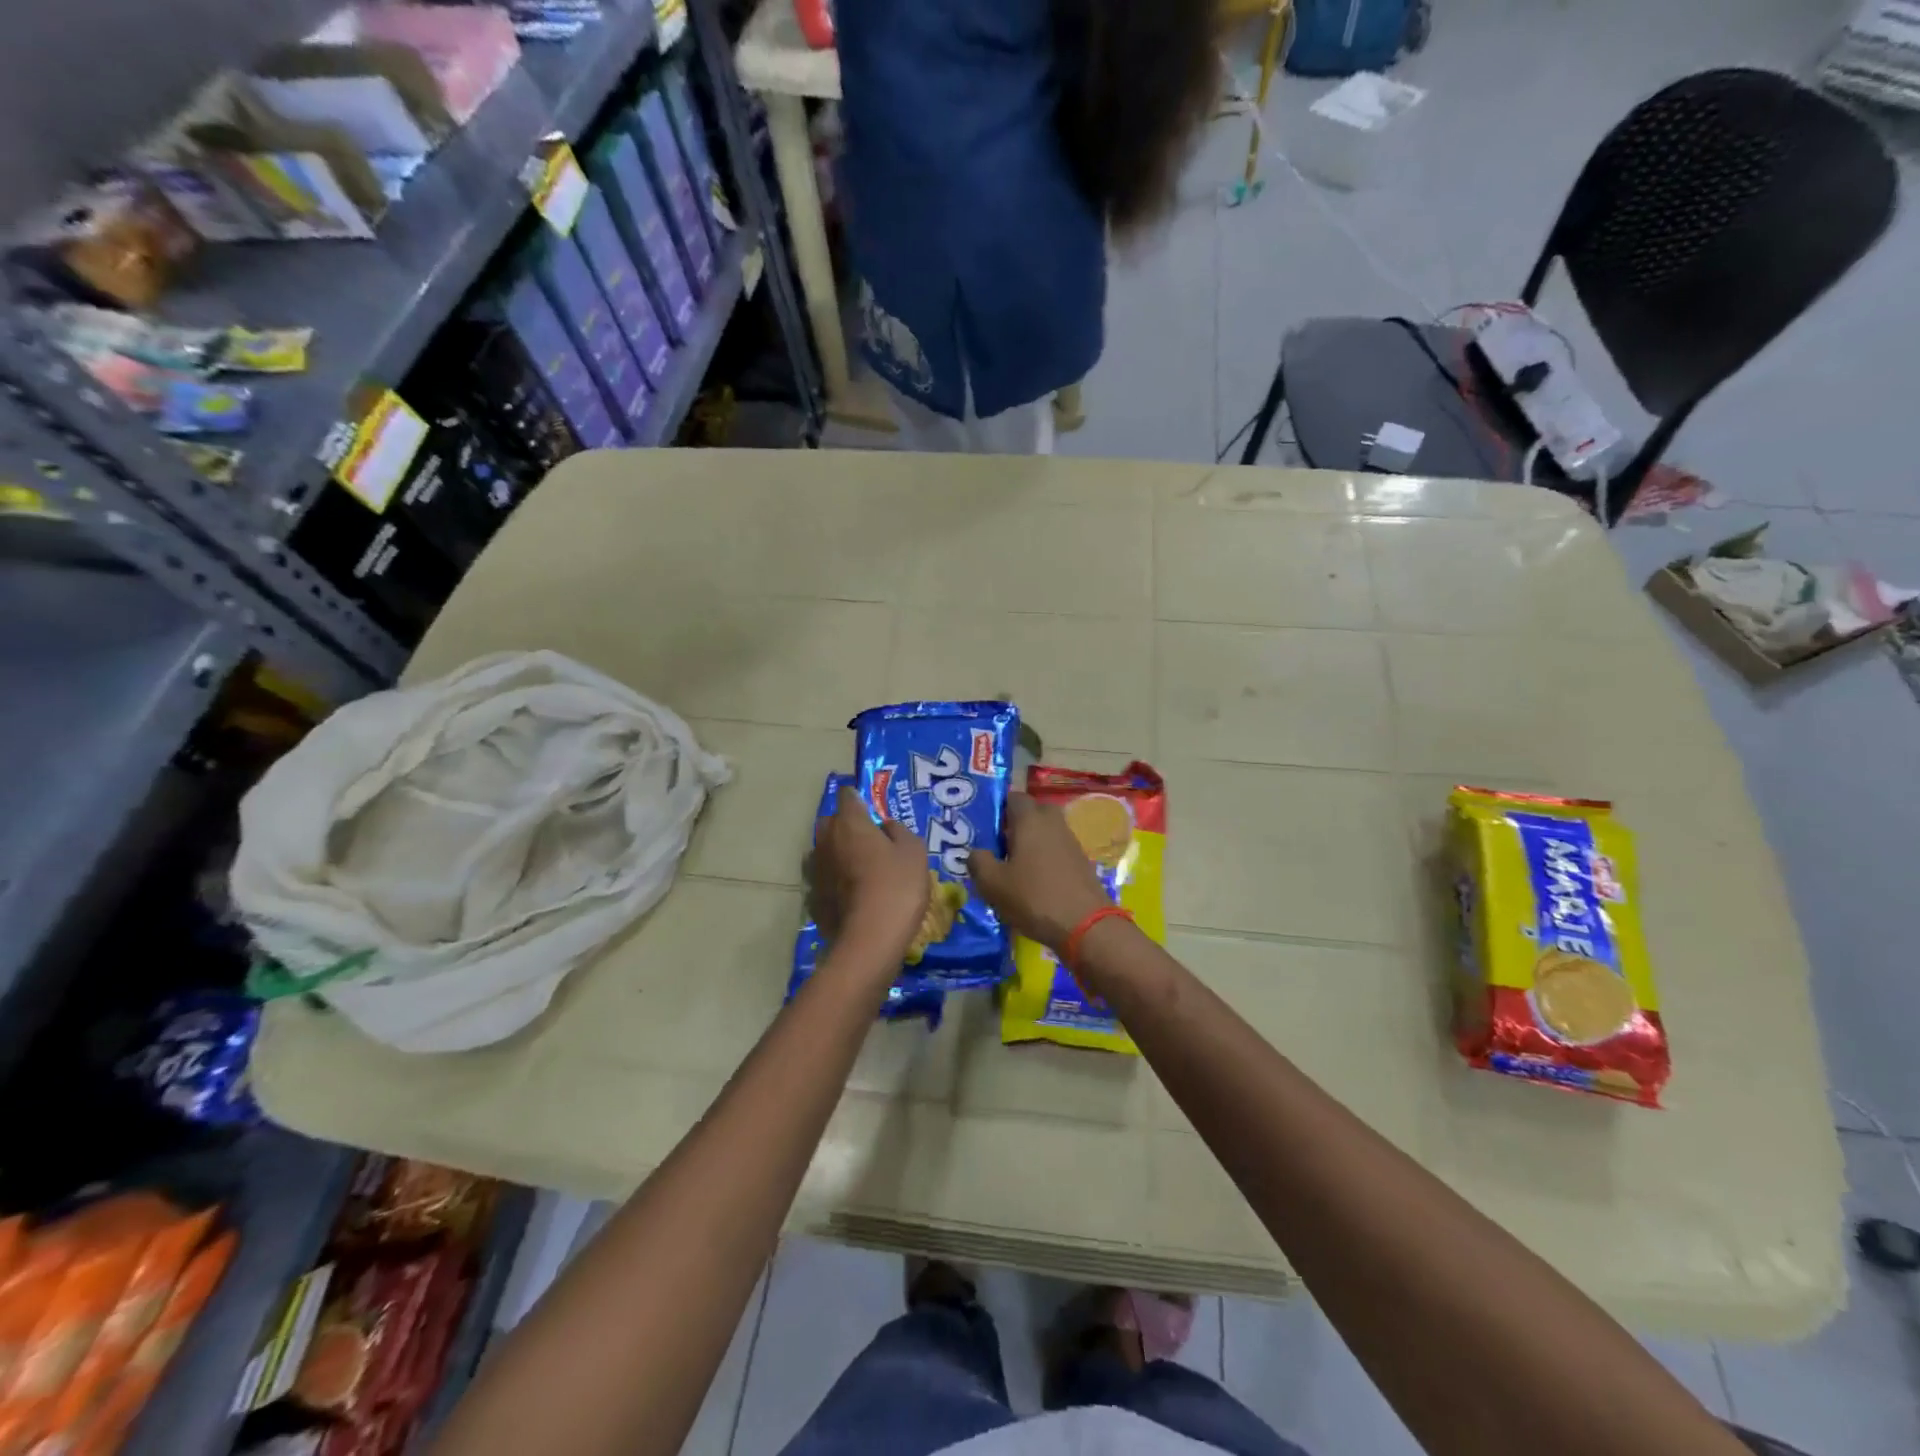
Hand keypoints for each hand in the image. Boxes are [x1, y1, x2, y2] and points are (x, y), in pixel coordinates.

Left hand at [810, 787, 930, 959]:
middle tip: (870, 838)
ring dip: (838, 852)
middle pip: (832, 821)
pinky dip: (835, 879)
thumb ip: (899, 831)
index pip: (848, 795)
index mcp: (850, 823)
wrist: (870, 939)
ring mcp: (816, 869)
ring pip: (825, 850)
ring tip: (860, 867)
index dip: (860, 797)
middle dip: (846, 824)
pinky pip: (825, 877)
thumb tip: (886, 826)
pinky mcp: (813, 896)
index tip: (872, 806)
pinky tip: (852, 892)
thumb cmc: (897, 886)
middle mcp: (826, 840)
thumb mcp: (914, 851)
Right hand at [970, 794, 1113, 954]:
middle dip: (1017, 823)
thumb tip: (976, 852)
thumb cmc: (1034, 897)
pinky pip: (1057, 850)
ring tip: (1014, 867)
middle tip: (1000, 844)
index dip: (999, 807)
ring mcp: (1071, 842)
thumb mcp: (993, 884)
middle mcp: (1053, 823)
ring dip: (1032, 843)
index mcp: (1030, 819)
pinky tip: (1035, 881)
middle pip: (1034, 812)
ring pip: (1047, 832)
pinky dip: (1046, 858)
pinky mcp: (1082, 862)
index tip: (986, 826)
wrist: (1086, 925)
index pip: (1014, 797)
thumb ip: (978, 862)